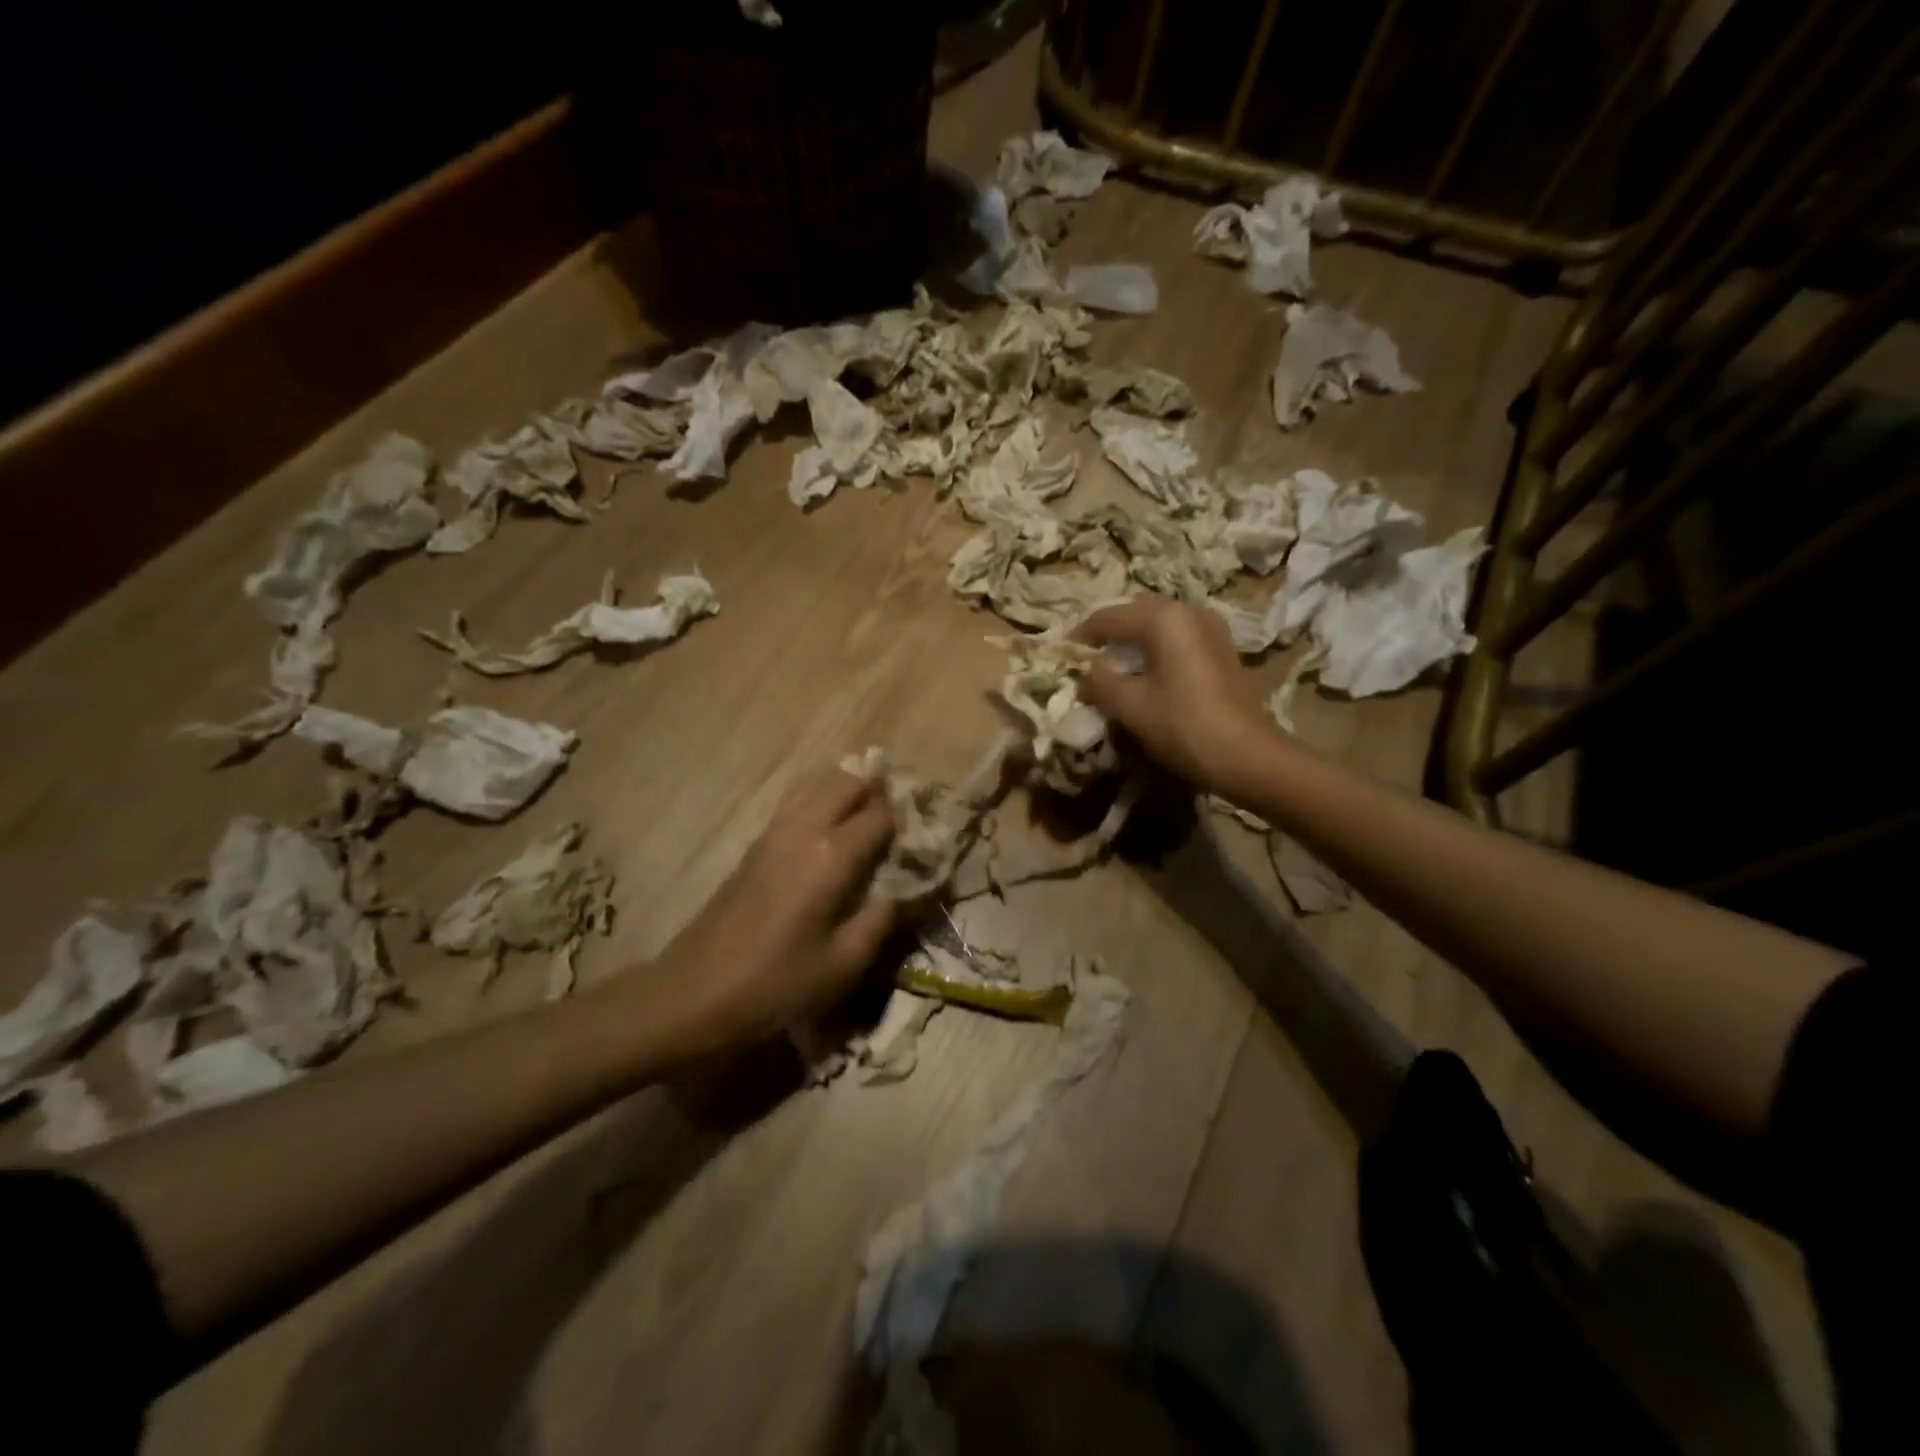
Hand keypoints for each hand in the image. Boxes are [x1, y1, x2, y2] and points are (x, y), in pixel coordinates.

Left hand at [655, 770, 897, 1050]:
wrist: (695, 993)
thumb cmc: (776, 985)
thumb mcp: (843, 964)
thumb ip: (881, 920)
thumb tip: (902, 890)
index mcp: (830, 856)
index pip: (881, 815)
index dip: (908, 821)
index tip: (926, 836)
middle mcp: (803, 829)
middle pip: (847, 781)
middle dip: (878, 791)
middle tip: (898, 822)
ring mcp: (774, 832)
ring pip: (818, 784)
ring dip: (848, 791)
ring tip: (868, 821)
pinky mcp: (755, 844)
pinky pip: (797, 803)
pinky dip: (821, 802)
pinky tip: (831, 835)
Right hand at [1076, 599, 1278, 796]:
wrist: (1248, 755)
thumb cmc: (1183, 725)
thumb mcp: (1130, 705)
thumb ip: (1099, 682)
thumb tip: (1085, 673)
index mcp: (1163, 617)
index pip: (1107, 617)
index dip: (1080, 637)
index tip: (1061, 657)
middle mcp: (1188, 611)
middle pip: (1135, 615)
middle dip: (1108, 637)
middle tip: (1086, 662)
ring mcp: (1211, 628)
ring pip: (1158, 627)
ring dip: (1132, 644)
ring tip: (1113, 671)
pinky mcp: (1222, 649)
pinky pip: (1177, 640)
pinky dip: (1156, 652)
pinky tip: (1146, 677)